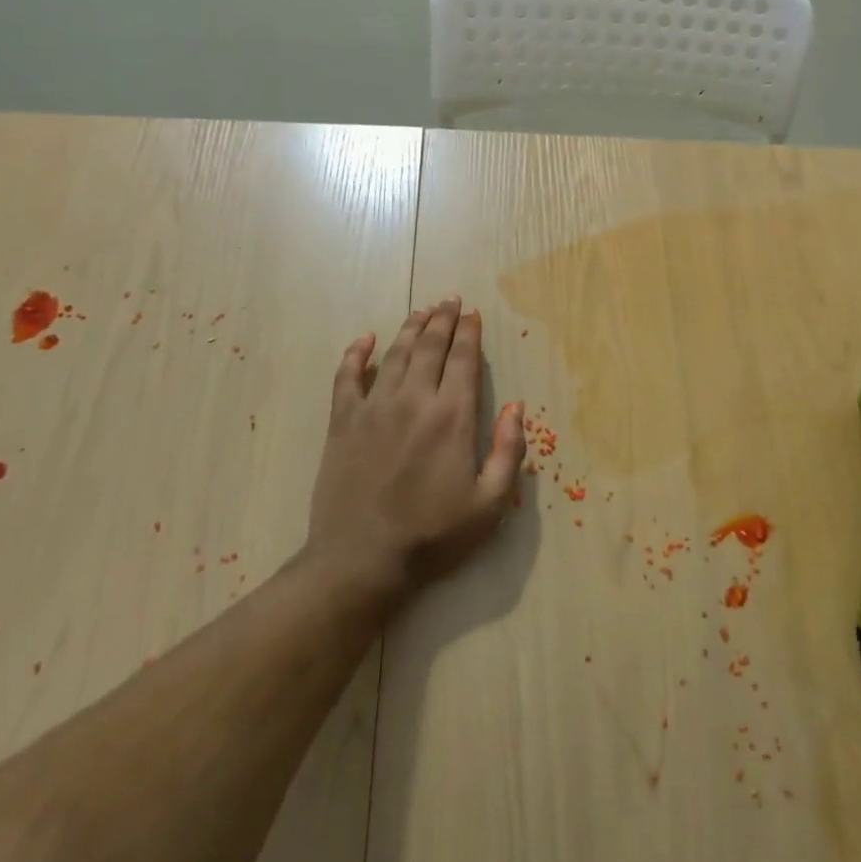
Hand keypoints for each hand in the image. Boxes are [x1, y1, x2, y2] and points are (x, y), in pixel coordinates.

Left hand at [303, 298, 525, 608]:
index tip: (473, 314)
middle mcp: (414, 400)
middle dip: (442, 320)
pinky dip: (356, 354)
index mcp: (452, 417)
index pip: (463, 360)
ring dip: (410, 328)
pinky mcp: (342, 423)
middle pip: (429, 347)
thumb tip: (517, 407)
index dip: (469, 333)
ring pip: (394, 354)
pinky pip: (347, 377)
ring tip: (422, 310)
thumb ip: (508, 451)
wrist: (362, 560)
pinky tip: (366, 339)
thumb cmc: (433, 535)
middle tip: (450, 300)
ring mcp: (374, 408)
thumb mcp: (490, 504)